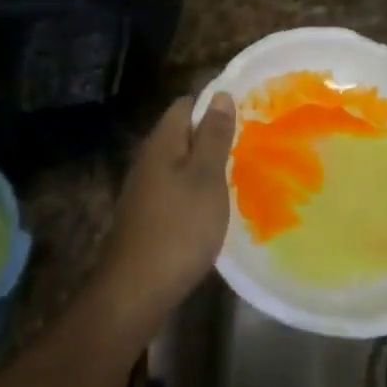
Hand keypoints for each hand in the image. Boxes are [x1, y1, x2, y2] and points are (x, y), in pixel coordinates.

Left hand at [95, 93, 236, 326]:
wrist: (135, 292)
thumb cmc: (178, 229)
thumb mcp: (206, 178)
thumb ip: (213, 136)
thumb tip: (220, 94)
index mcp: (161, 144)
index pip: (186, 105)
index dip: (214, 103)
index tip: (246, 111)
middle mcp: (148, 161)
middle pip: (182, 134)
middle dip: (213, 134)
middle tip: (251, 142)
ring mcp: (145, 191)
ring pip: (180, 163)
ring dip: (207, 164)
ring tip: (240, 171)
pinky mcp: (148, 217)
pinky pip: (176, 188)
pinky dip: (197, 189)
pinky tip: (215, 205)